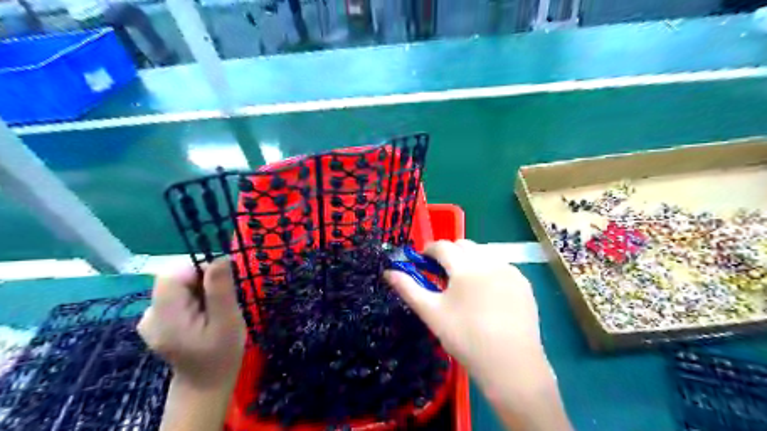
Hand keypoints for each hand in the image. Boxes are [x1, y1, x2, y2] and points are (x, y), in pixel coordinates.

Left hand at [137, 257, 242, 391]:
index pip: (172, 274)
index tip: (220, 284)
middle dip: (201, 282)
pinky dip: (192, 298)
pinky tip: (202, 315)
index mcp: (165, 317)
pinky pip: (175, 295)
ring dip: (198, 290)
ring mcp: (150, 318)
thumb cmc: (221, 353)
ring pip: (176, 286)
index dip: (198, 270)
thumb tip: (220, 257)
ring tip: (212, 311)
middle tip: (220, 302)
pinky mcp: (156, 320)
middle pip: (174, 279)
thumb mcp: (228, 320)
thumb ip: (220, 289)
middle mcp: (150, 315)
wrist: (205, 383)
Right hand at [387, 241, 541, 388]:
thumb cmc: (465, 337)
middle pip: (464, 245)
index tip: (422, 261)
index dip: (429, 250)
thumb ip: (408, 288)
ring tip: (464, 283)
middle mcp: (489, 262)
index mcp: (465, 267)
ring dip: (470, 259)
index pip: (443, 246)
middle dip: (450, 253)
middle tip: (442, 273)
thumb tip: (388, 271)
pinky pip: (501, 265)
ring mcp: (509, 271)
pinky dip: (488, 270)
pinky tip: (487, 293)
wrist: (510, 364)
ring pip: (484, 253)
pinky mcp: (523, 283)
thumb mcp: (431, 313)